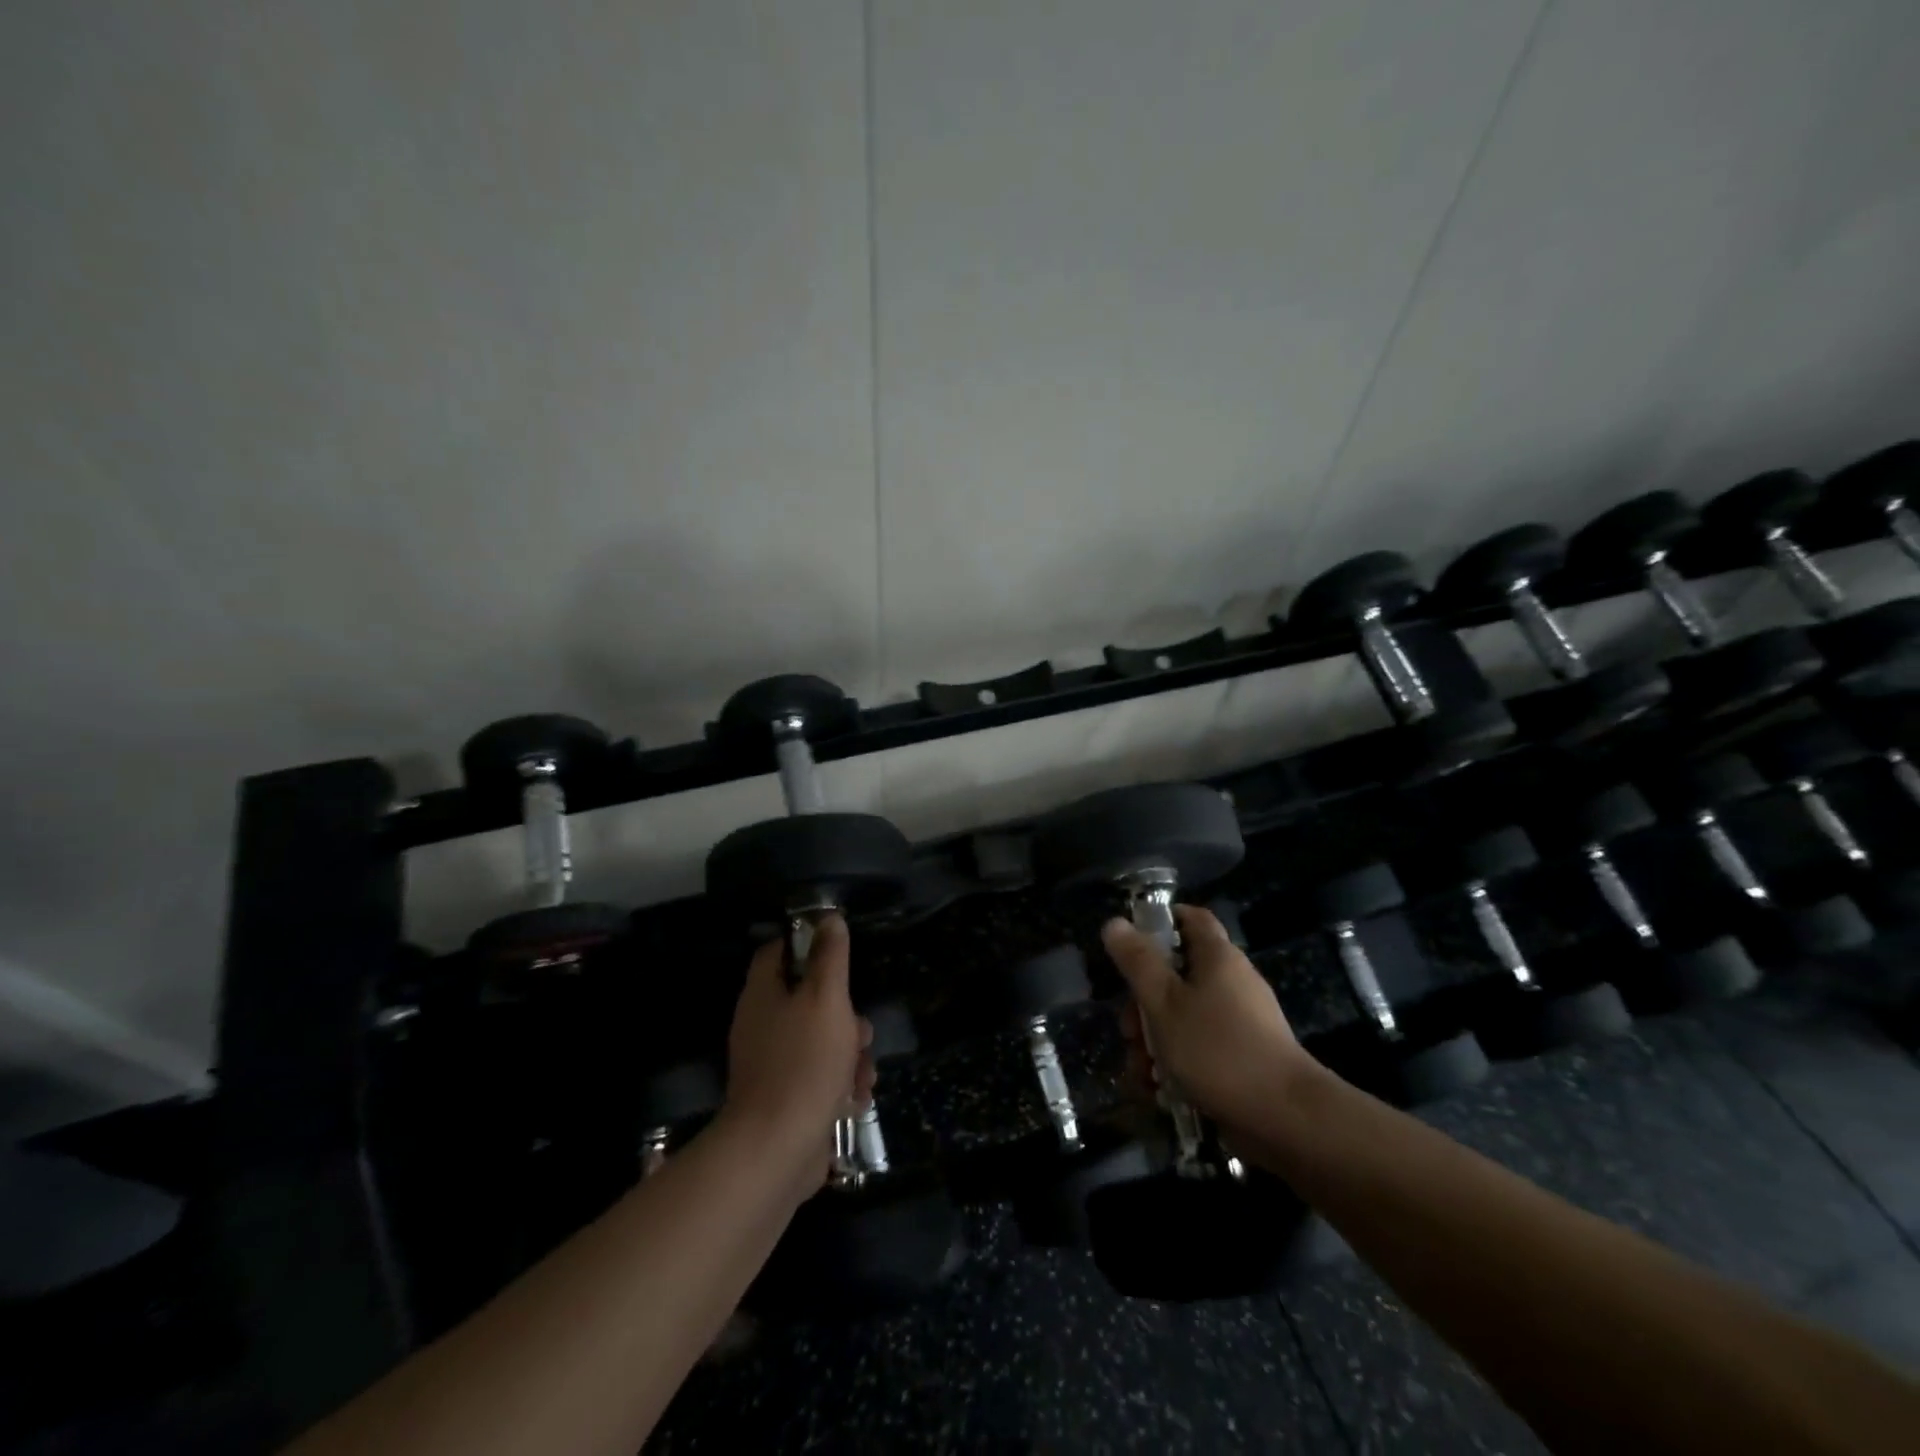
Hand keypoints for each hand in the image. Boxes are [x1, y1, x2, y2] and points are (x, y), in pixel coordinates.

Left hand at [723, 914, 874, 1186]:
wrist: (777, 1149)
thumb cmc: (804, 1063)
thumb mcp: (826, 999)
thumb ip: (830, 957)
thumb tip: (829, 917)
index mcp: (762, 996)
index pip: (776, 953)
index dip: (806, 945)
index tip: (837, 953)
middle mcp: (761, 1026)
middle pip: (806, 1000)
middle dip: (843, 1014)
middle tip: (860, 1029)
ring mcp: (770, 1065)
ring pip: (818, 1041)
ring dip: (848, 1053)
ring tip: (864, 1073)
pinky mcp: (784, 1099)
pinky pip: (817, 1077)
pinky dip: (839, 1084)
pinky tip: (855, 1098)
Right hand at [1103, 905, 1314, 1136]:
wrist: (1284, 1118)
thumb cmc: (1217, 1048)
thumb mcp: (1164, 1002)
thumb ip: (1137, 962)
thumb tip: (1115, 922)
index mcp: (1217, 958)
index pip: (1190, 919)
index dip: (1160, 922)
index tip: (1129, 945)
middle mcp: (1230, 983)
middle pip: (1176, 976)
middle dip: (1142, 1005)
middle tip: (1128, 1032)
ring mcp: (1238, 1023)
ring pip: (1182, 1019)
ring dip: (1153, 1043)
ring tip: (1141, 1074)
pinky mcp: (1240, 1059)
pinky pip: (1198, 1051)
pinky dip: (1175, 1067)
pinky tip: (1158, 1092)